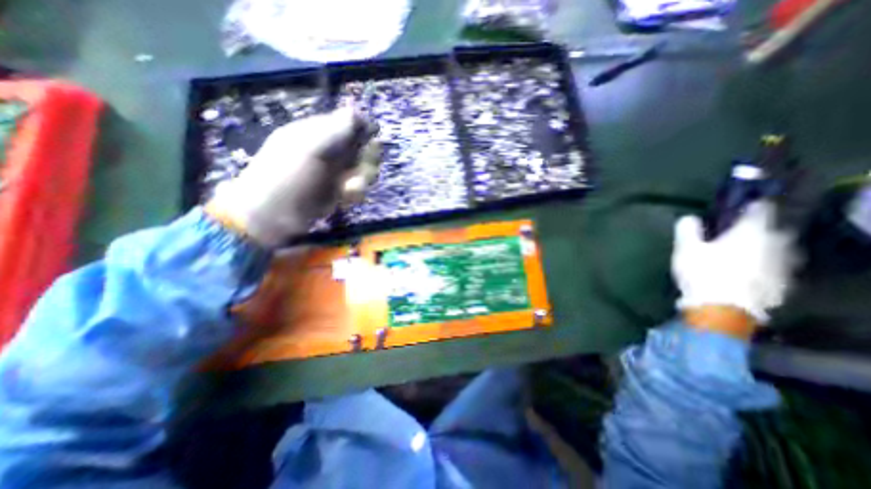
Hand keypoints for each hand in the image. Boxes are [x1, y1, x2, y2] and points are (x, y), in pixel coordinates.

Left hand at [209, 105, 378, 244]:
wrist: (274, 215)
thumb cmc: (289, 176)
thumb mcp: (311, 147)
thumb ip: (336, 129)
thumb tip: (357, 111)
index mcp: (317, 133)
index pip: (347, 123)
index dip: (363, 130)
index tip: (371, 141)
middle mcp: (328, 150)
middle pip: (360, 148)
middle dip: (366, 159)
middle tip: (362, 169)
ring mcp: (333, 172)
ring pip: (362, 170)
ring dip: (362, 179)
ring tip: (351, 188)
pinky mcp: (337, 192)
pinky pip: (356, 188)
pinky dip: (355, 193)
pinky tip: (347, 197)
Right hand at [672, 198, 793, 332]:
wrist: (722, 309)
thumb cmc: (703, 272)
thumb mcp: (685, 248)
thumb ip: (687, 229)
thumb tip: (690, 217)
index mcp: (752, 232)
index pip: (759, 209)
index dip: (748, 206)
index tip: (735, 208)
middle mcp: (775, 245)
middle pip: (773, 230)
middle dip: (757, 230)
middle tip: (735, 234)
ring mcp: (782, 267)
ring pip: (777, 251)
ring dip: (762, 249)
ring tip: (741, 254)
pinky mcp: (781, 285)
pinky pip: (774, 269)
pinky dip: (763, 267)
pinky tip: (746, 273)